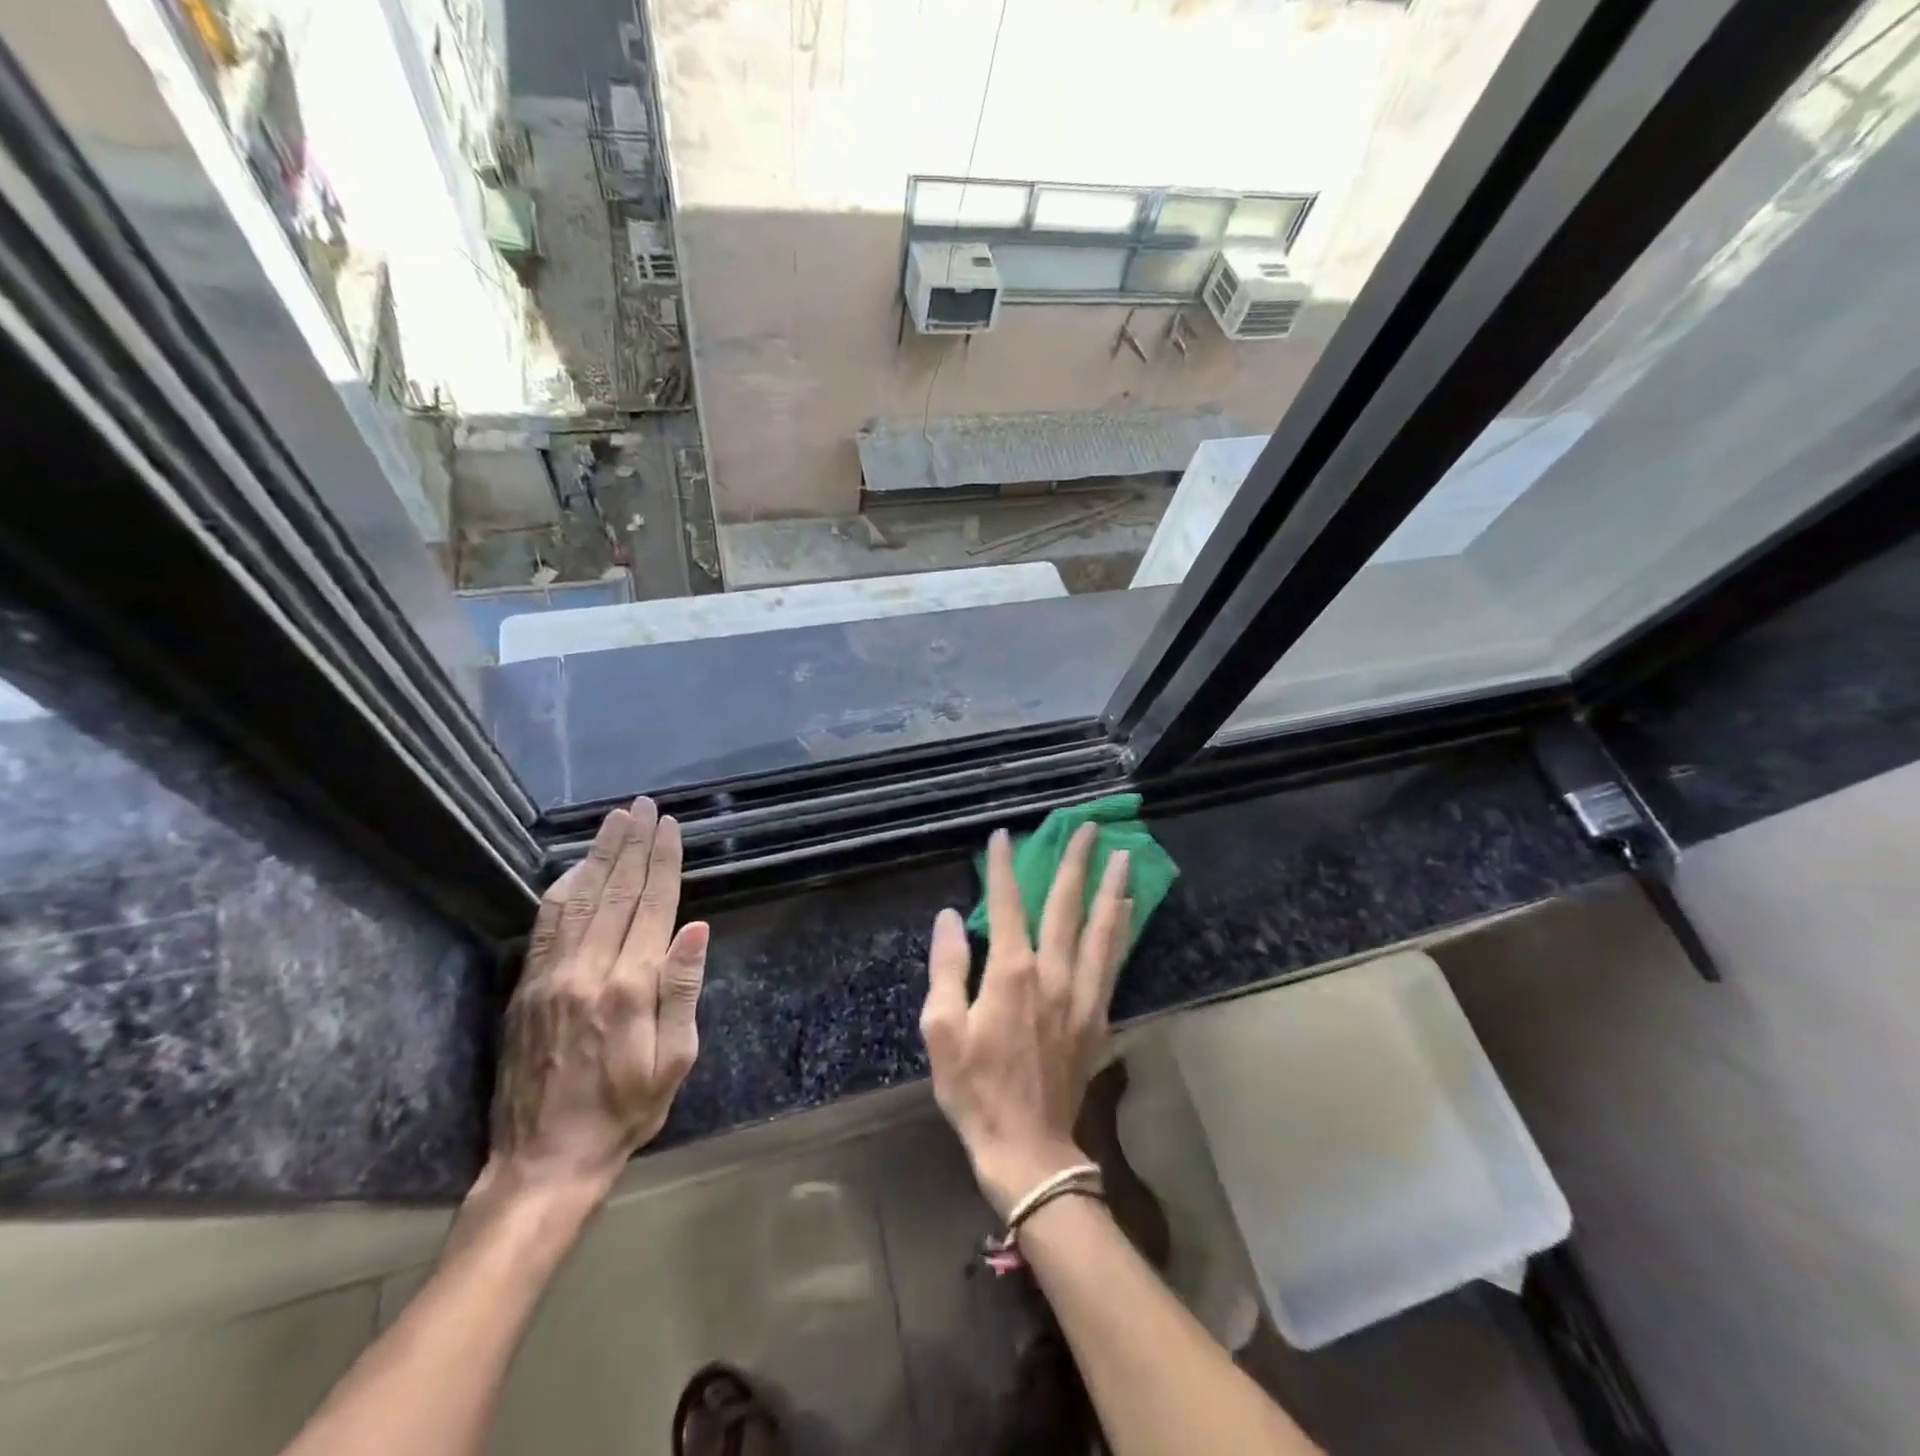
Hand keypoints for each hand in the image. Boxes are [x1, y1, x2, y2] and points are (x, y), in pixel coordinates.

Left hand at [486, 797, 707, 1203]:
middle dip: (633, 845)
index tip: (669, 826)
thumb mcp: (675, 1060)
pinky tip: (575, 868)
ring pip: (579, 899)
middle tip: (643, 806)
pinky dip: (562, 889)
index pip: (652, 906)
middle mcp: (588, 970)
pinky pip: (546, 926)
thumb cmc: (625, 1112)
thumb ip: (683, 990)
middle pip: (616, 892)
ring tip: (614, 820)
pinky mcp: (527, 989)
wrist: (544, 1161)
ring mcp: (551, 977)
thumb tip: (695, 928)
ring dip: (599, 855)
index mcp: (630, 987)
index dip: (663, 862)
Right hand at [921, 824, 1131, 1217]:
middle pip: (1066, 905)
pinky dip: (1122, 930)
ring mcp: (1081, 994)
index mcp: (1010, 974)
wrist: (1027, 1148)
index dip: (1003, 867)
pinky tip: (1129, 910)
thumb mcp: (941, 1031)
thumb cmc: (975, 1090)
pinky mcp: (1098, 1015)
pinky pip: (1114, 961)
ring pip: (1100, 928)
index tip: (1004, 836)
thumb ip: (947, 968)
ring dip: (1111, 887)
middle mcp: (1052, 973)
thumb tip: (951, 918)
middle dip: (1076, 861)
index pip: (1006, 905)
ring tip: (1124, 855)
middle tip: (1089, 826)